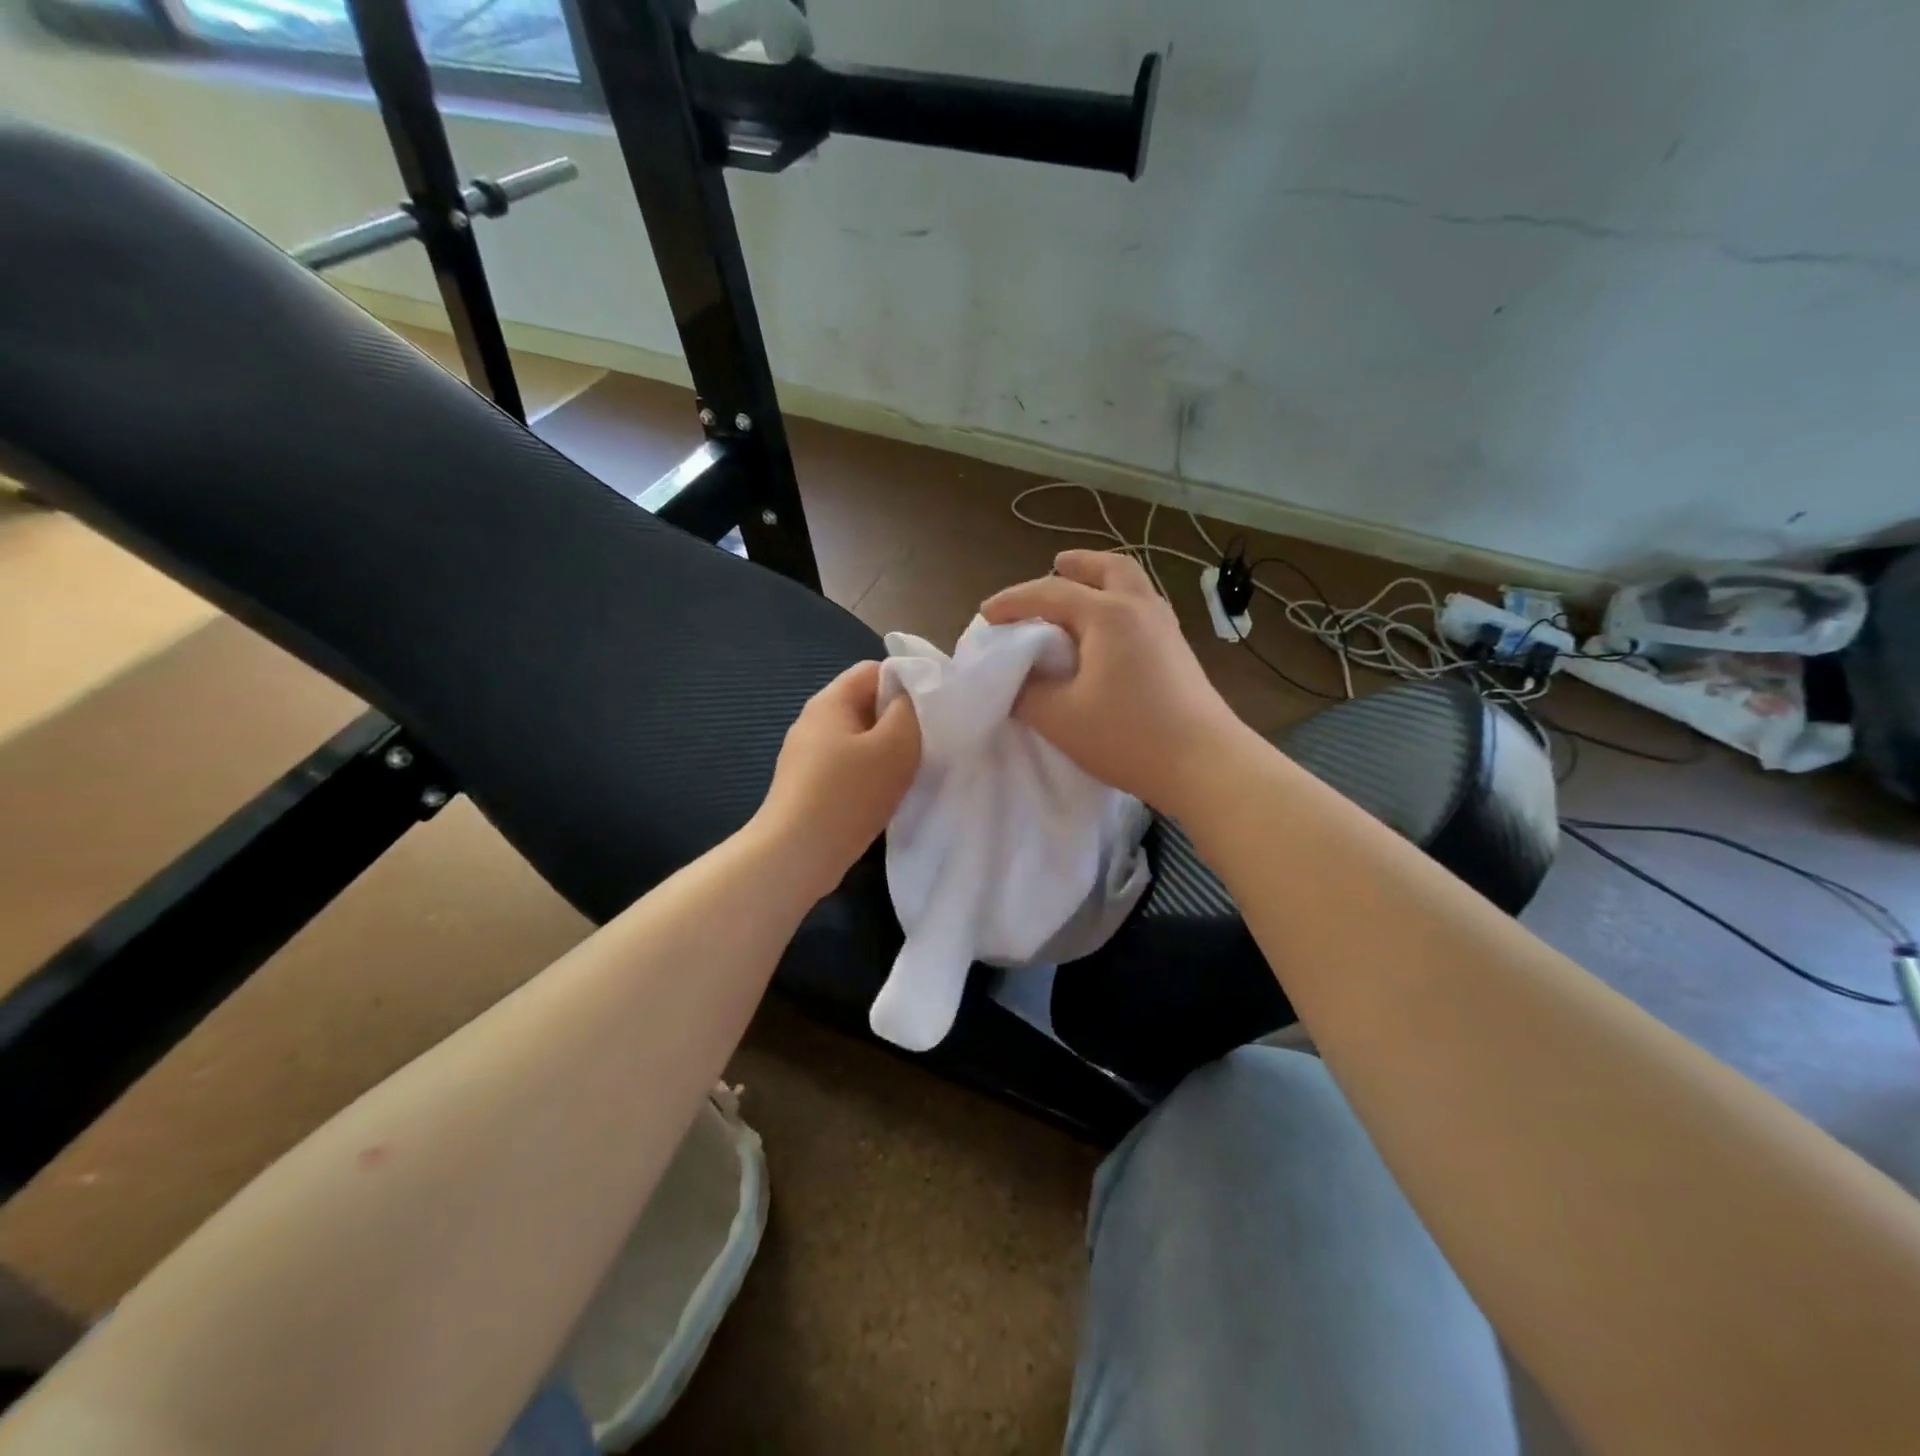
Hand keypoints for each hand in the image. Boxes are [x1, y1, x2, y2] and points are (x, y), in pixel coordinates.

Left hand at [755, 660, 920, 897]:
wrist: (796, 854)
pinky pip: (848, 766)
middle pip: (866, 704)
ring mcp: (807, 755)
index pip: (874, 669)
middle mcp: (814, 721)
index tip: (933, 710)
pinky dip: (870, 774)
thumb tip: (910, 696)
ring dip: (886, 751)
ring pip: (859, 738)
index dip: (908, 681)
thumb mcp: (894, 745)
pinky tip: (884, 795)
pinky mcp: (808, 785)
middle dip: (899, 720)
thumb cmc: (849, 794)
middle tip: (926, 743)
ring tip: (910, 772)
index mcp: (830, 701)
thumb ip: (910, 711)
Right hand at [981, 550, 1250, 814]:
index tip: (985, 615)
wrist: (1204, 763)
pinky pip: (1144, 608)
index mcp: (1108, 614)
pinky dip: (1120, 604)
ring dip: (1102, 580)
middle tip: (1054, 565)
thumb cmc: (1127, 736)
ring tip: (1081, 592)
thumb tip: (1015, 680)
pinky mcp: (1179, 651)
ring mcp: (1166, 627)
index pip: (1050, 593)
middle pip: (1109, 567)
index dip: (1013, 602)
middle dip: (1077, 564)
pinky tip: (1109, 632)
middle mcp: (1140, 608)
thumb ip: (1027, 693)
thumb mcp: (1060, 718)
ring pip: (1132, 584)